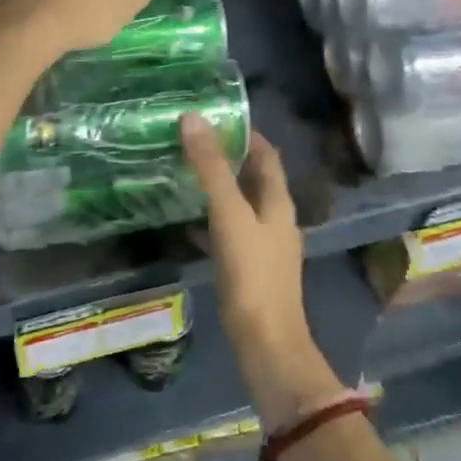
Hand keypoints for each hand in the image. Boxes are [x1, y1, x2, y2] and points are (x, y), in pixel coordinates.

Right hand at [181, 119, 345, 426]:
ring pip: (239, 205)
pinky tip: (184, 222)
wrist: (266, 344)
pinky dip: (209, 220)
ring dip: (216, 188)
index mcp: (278, 201)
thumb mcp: (229, 214)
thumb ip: (211, 168)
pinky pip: (228, 233)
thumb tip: (193, 118)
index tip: (214, 117)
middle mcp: (275, 219)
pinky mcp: (248, 269)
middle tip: (189, 141)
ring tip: (182, 173)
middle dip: (225, 158)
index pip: (266, 154)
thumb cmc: (252, 274)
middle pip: (252, 178)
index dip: (245, 133)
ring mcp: (263, 246)